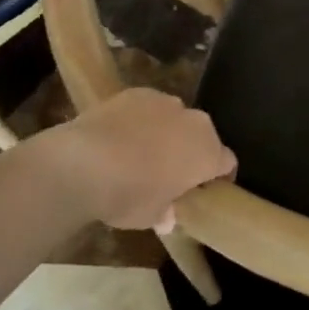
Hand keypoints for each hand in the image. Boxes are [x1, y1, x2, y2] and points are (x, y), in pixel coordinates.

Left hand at [43, 89, 235, 231]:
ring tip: (141, 153)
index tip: (204, 189)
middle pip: (203, 136)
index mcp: (207, 153)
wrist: (82, 163)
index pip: (226, 163)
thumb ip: (166, 213)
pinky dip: (141, 120)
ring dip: (167, 133)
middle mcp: (194, 122)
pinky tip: (120, 136)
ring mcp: (166, 102)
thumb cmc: (127, 196)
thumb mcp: (149, 217)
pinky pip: (148, 108)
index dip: (218, 176)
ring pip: (176, 118)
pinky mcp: (137, 92)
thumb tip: (168, 217)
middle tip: (171, 173)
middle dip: (192, 151)